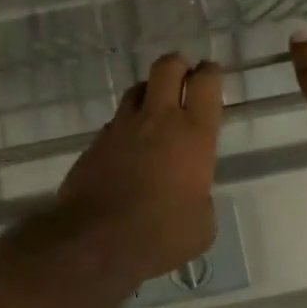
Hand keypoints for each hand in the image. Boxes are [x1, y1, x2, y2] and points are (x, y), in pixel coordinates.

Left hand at [58, 53, 223, 282]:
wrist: (96, 240)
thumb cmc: (161, 234)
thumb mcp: (201, 226)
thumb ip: (201, 199)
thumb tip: (191, 197)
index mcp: (193, 134)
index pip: (206, 83)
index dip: (211, 73)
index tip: (211, 77)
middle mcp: (157, 120)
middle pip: (167, 67)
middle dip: (178, 66)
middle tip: (184, 80)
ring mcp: (121, 128)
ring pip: (137, 89)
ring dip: (149, 93)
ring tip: (155, 112)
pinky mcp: (94, 143)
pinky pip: (115, 123)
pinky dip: (126, 128)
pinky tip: (128, 149)